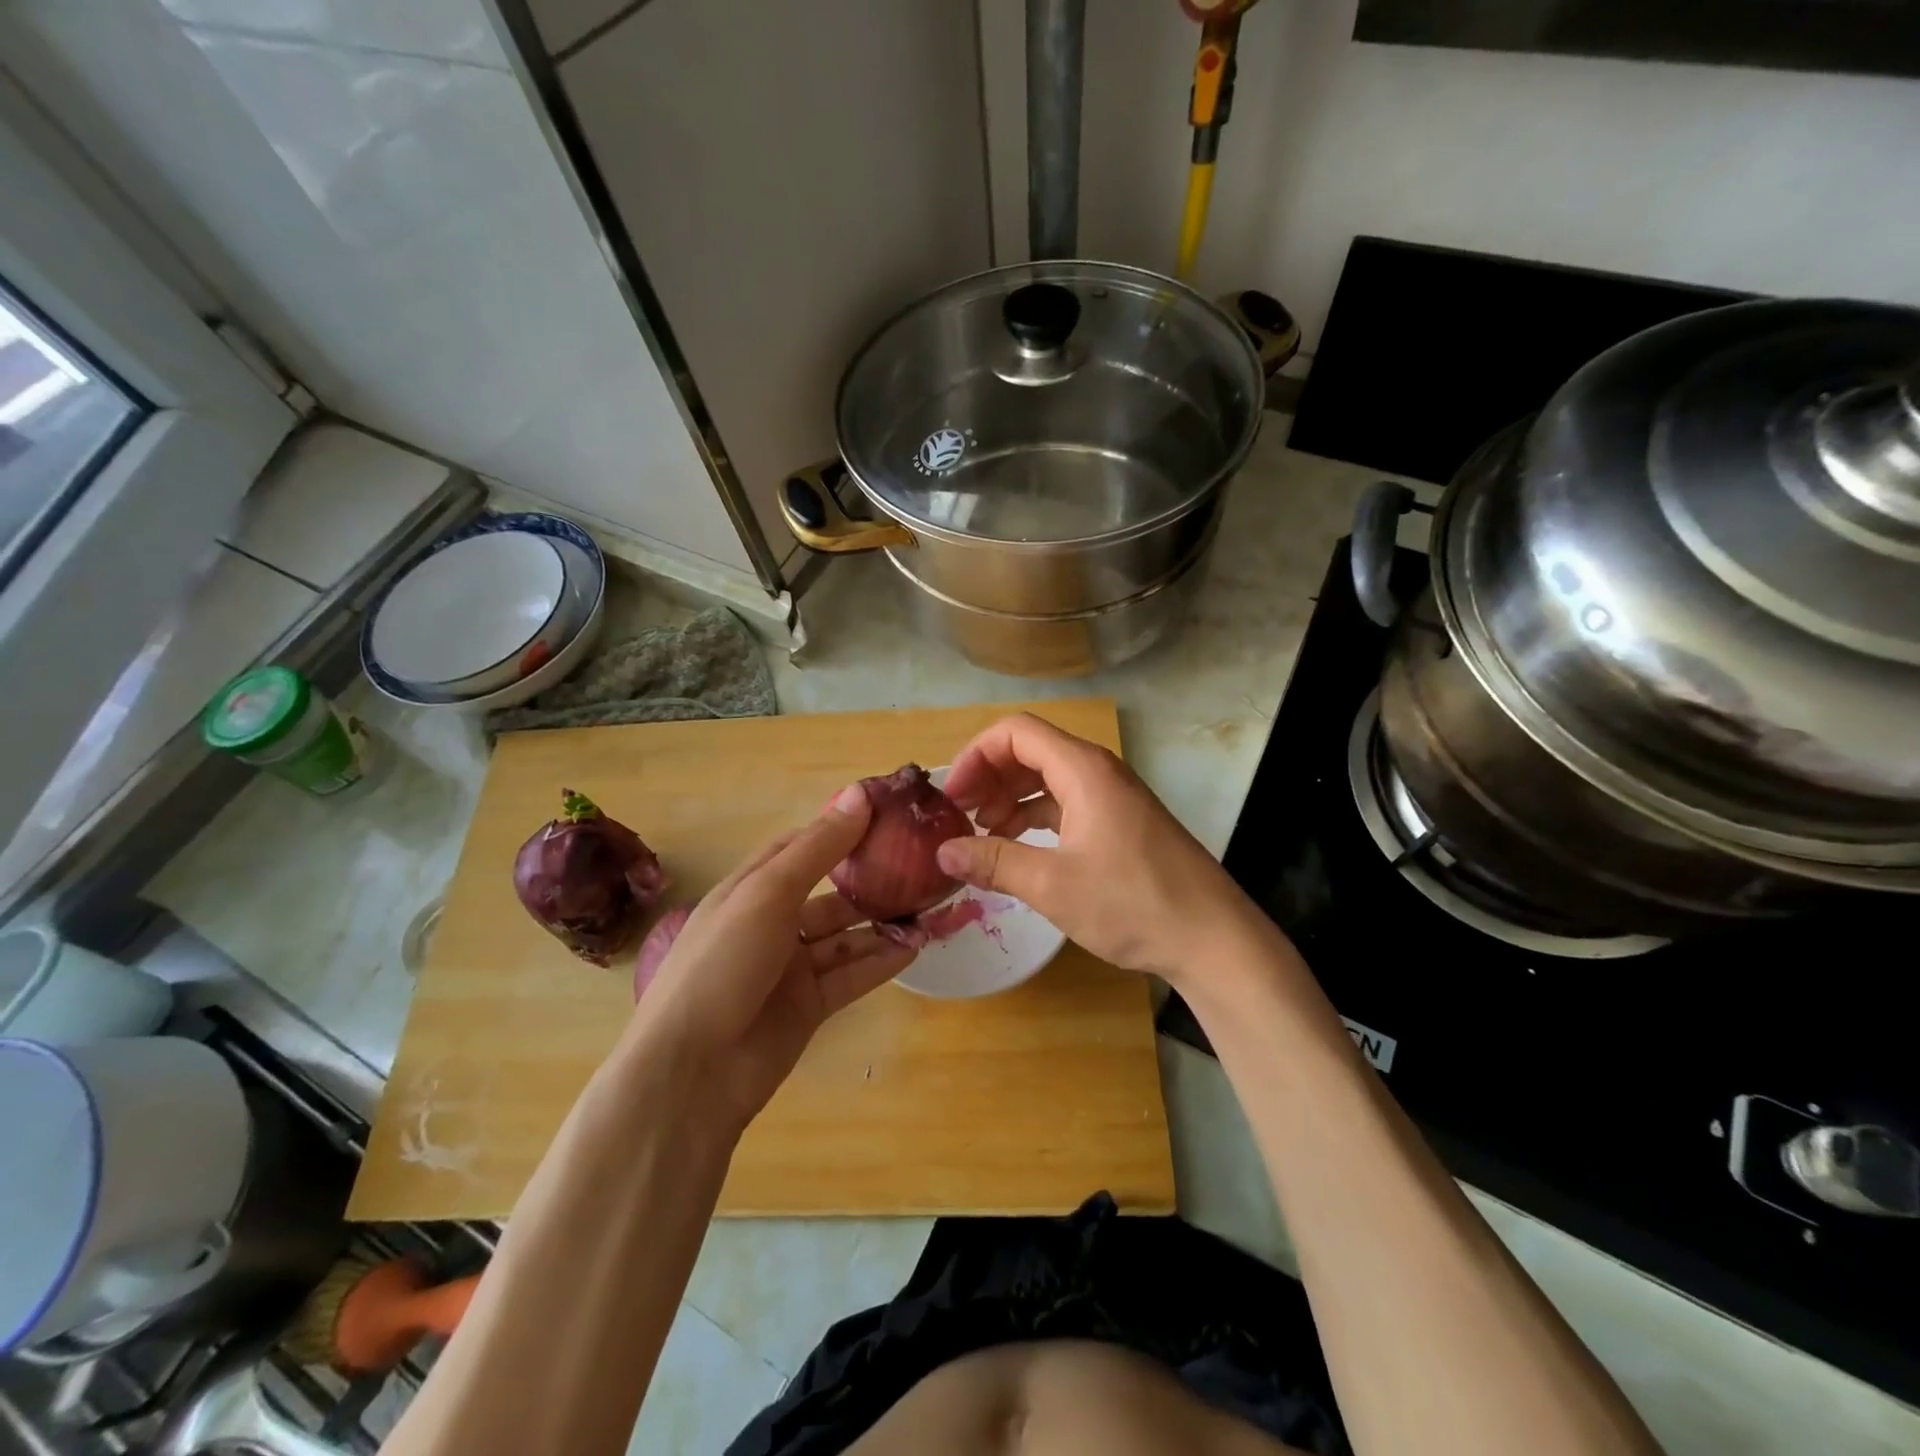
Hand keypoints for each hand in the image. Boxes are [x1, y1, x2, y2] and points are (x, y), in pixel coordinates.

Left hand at [626, 785, 915, 1127]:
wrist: (693, 1072)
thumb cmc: (722, 964)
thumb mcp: (767, 894)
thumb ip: (818, 848)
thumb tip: (862, 795)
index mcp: (751, 889)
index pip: (801, 847)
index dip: (840, 829)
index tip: (887, 814)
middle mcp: (771, 922)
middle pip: (829, 892)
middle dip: (869, 879)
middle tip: (920, 863)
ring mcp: (791, 967)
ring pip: (845, 935)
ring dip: (882, 923)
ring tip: (929, 907)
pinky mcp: (809, 1006)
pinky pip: (852, 974)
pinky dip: (881, 961)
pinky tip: (915, 946)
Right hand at [936, 714, 1261, 984]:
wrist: (1212, 938)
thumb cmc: (1132, 903)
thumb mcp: (1052, 885)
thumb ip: (994, 862)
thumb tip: (942, 853)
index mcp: (1083, 770)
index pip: (1016, 732)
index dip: (976, 756)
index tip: (952, 796)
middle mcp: (1098, 772)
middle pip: (1030, 751)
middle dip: (989, 777)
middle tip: (960, 817)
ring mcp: (1113, 797)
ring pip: (1048, 778)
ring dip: (1010, 799)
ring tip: (982, 835)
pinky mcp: (1121, 822)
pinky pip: (1067, 803)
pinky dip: (1036, 817)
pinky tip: (1018, 848)